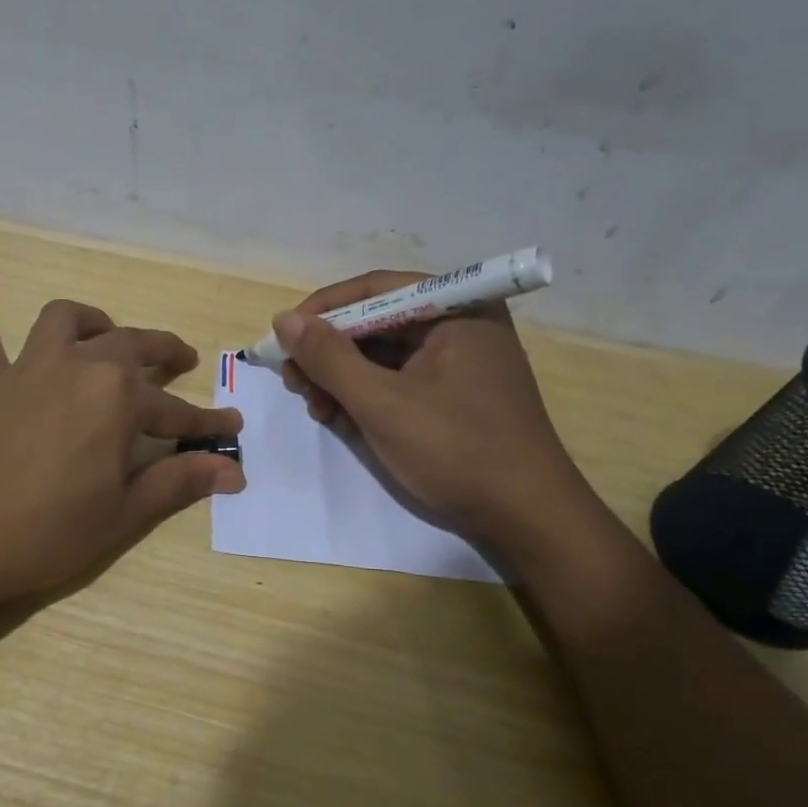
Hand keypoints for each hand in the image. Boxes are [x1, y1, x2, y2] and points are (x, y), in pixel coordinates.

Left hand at [0, 300, 243, 605]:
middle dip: (163, 351)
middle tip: (183, 361)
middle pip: (130, 345)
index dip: (207, 423)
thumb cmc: (46, 531)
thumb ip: (178, 481)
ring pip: (63, 322)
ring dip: (90, 321)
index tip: (232, 426)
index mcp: (117, 398)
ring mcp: (27, 370)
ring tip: (104, 335)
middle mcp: (77, 367)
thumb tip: (233, 471)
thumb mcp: (122, 513)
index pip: (176, 411)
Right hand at [272, 271, 595, 559]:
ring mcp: (458, 362)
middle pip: (376, 322)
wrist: (525, 517)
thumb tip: (284, 319)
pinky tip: (340, 418)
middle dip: (329, 352)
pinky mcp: (452, 395)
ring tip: (316, 407)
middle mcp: (459, 325)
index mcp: (456, 309)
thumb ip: (329, 357)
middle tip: (293, 381)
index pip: (375, 289)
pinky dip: (364, 396)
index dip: (322, 310)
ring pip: (381, 355)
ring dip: (341, 378)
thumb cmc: (455, 450)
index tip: (282, 337)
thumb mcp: (381, 402)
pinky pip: (397, 381)